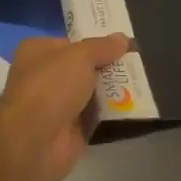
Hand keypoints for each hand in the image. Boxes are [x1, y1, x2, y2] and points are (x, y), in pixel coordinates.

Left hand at [0, 33, 130, 180]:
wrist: (34, 141)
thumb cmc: (51, 86)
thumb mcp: (81, 56)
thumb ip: (103, 47)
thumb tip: (123, 38)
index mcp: (37, 51)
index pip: (71, 43)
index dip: (96, 43)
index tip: (123, 44)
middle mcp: (44, 76)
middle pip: (83, 68)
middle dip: (108, 67)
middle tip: (140, 63)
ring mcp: (56, 106)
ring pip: (91, 93)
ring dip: (114, 90)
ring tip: (145, 81)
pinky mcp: (70, 131)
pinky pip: (97, 117)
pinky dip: (113, 114)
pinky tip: (138, 106)